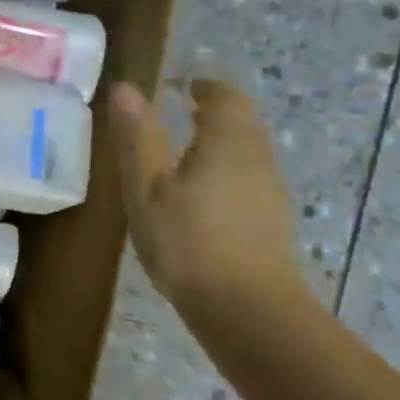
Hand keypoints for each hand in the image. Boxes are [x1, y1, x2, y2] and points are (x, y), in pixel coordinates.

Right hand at [109, 79, 306, 312]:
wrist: (249, 313)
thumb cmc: (189, 243)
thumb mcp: (147, 188)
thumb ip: (138, 137)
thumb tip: (126, 88)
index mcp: (227, 142)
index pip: (225, 97)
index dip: (205, 87)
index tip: (182, 86)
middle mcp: (257, 159)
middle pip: (243, 122)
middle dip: (216, 113)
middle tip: (183, 112)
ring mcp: (271, 194)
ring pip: (250, 152)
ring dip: (223, 144)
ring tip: (187, 154)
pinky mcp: (273, 224)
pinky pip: (251, 181)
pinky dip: (229, 173)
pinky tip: (203, 199)